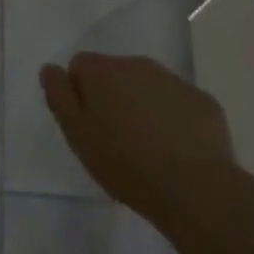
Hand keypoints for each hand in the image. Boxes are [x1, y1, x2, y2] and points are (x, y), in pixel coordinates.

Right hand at [41, 52, 234, 232]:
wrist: (195, 189)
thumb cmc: (126, 164)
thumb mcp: (78, 135)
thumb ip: (59, 96)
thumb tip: (50, 68)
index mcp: (104, 71)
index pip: (80, 65)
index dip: (79, 93)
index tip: (88, 126)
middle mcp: (137, 64)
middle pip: (115, 73)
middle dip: (113, 98)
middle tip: (117, 140)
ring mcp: (174, 81)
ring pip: (148, 86)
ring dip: (142, 106)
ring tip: (148, 149)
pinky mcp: (203, 101)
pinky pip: (179, 104)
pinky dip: (174, 119)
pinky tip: (179, 152)